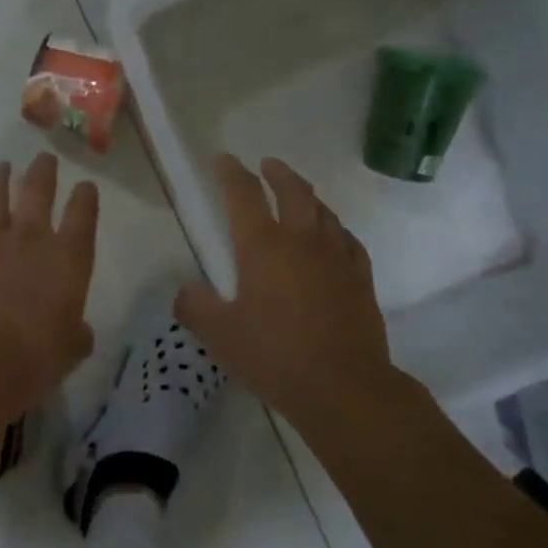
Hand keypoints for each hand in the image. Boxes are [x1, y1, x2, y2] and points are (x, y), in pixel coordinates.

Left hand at [0, 154, 98, 411]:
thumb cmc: (34, 358)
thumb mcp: (69, 352)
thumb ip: (76, 335)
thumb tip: (79, 332)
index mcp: (68, 259)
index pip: (83, 215)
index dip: (86, 198)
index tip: (86, 186)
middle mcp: (30, 238)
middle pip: (38, 190)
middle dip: (43, 171)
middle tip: (44, 159)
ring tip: (0, 167)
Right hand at [176, 155, 415, 420]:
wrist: (345, 387)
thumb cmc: (275, 357)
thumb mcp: (220, 336)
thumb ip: (196, 307)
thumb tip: (187, 291)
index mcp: (263, 247)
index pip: (243, 195)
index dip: (231, 173)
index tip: (223, 159)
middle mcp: (302, 241)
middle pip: (293, 191)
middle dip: (277, 174)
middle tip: (267, 165)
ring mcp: (336, 257)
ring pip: (324, 211)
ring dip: (307, 195)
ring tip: (299, 193)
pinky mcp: (360, 278)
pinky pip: (348, 240)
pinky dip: (335, 228)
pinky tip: (333, 236)